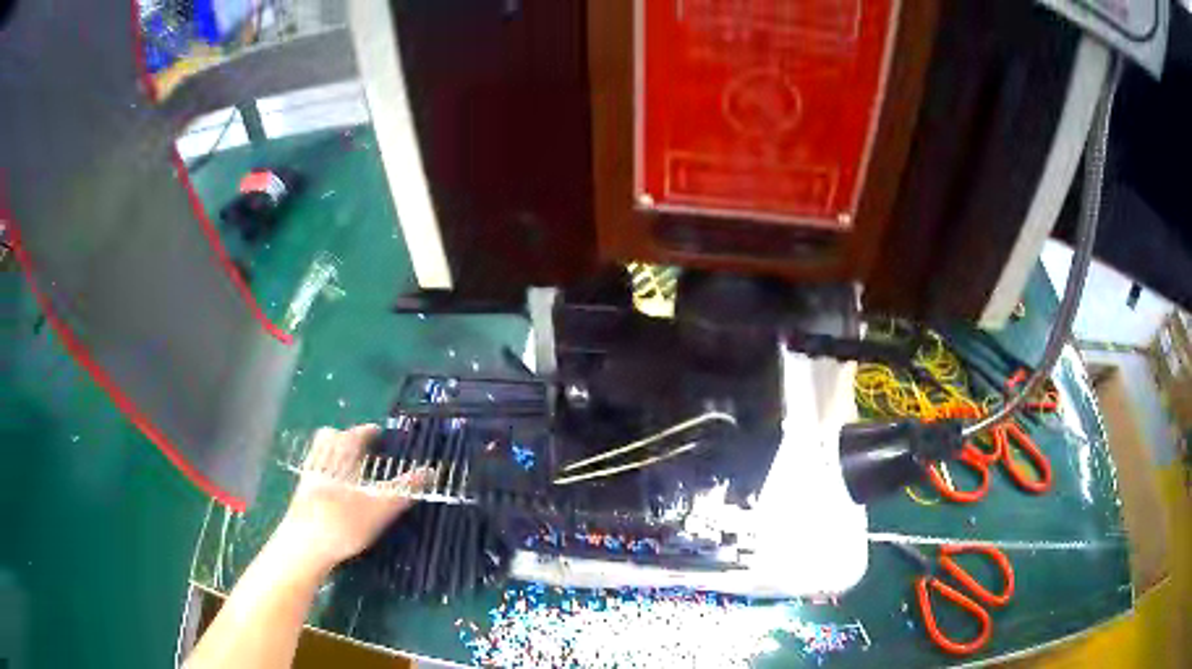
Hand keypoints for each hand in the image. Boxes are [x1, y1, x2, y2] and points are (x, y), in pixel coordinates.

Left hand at [274, 424, 427, 573]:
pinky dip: (326, 471)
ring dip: (334, 454)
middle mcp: (322, 459)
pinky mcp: (301, 494)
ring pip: (320, 453)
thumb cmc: (343, 522)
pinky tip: (335, 490)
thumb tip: (431, 471)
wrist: (304, 546)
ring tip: (350, 468)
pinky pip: (315, 470)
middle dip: (345, 437)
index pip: (355, 433)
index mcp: (341, 455)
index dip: (368, 431)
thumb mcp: (380, 507)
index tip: (380, 432)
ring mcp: (308, 476)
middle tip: (362, 449)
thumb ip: (404, 488)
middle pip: (330, 437)